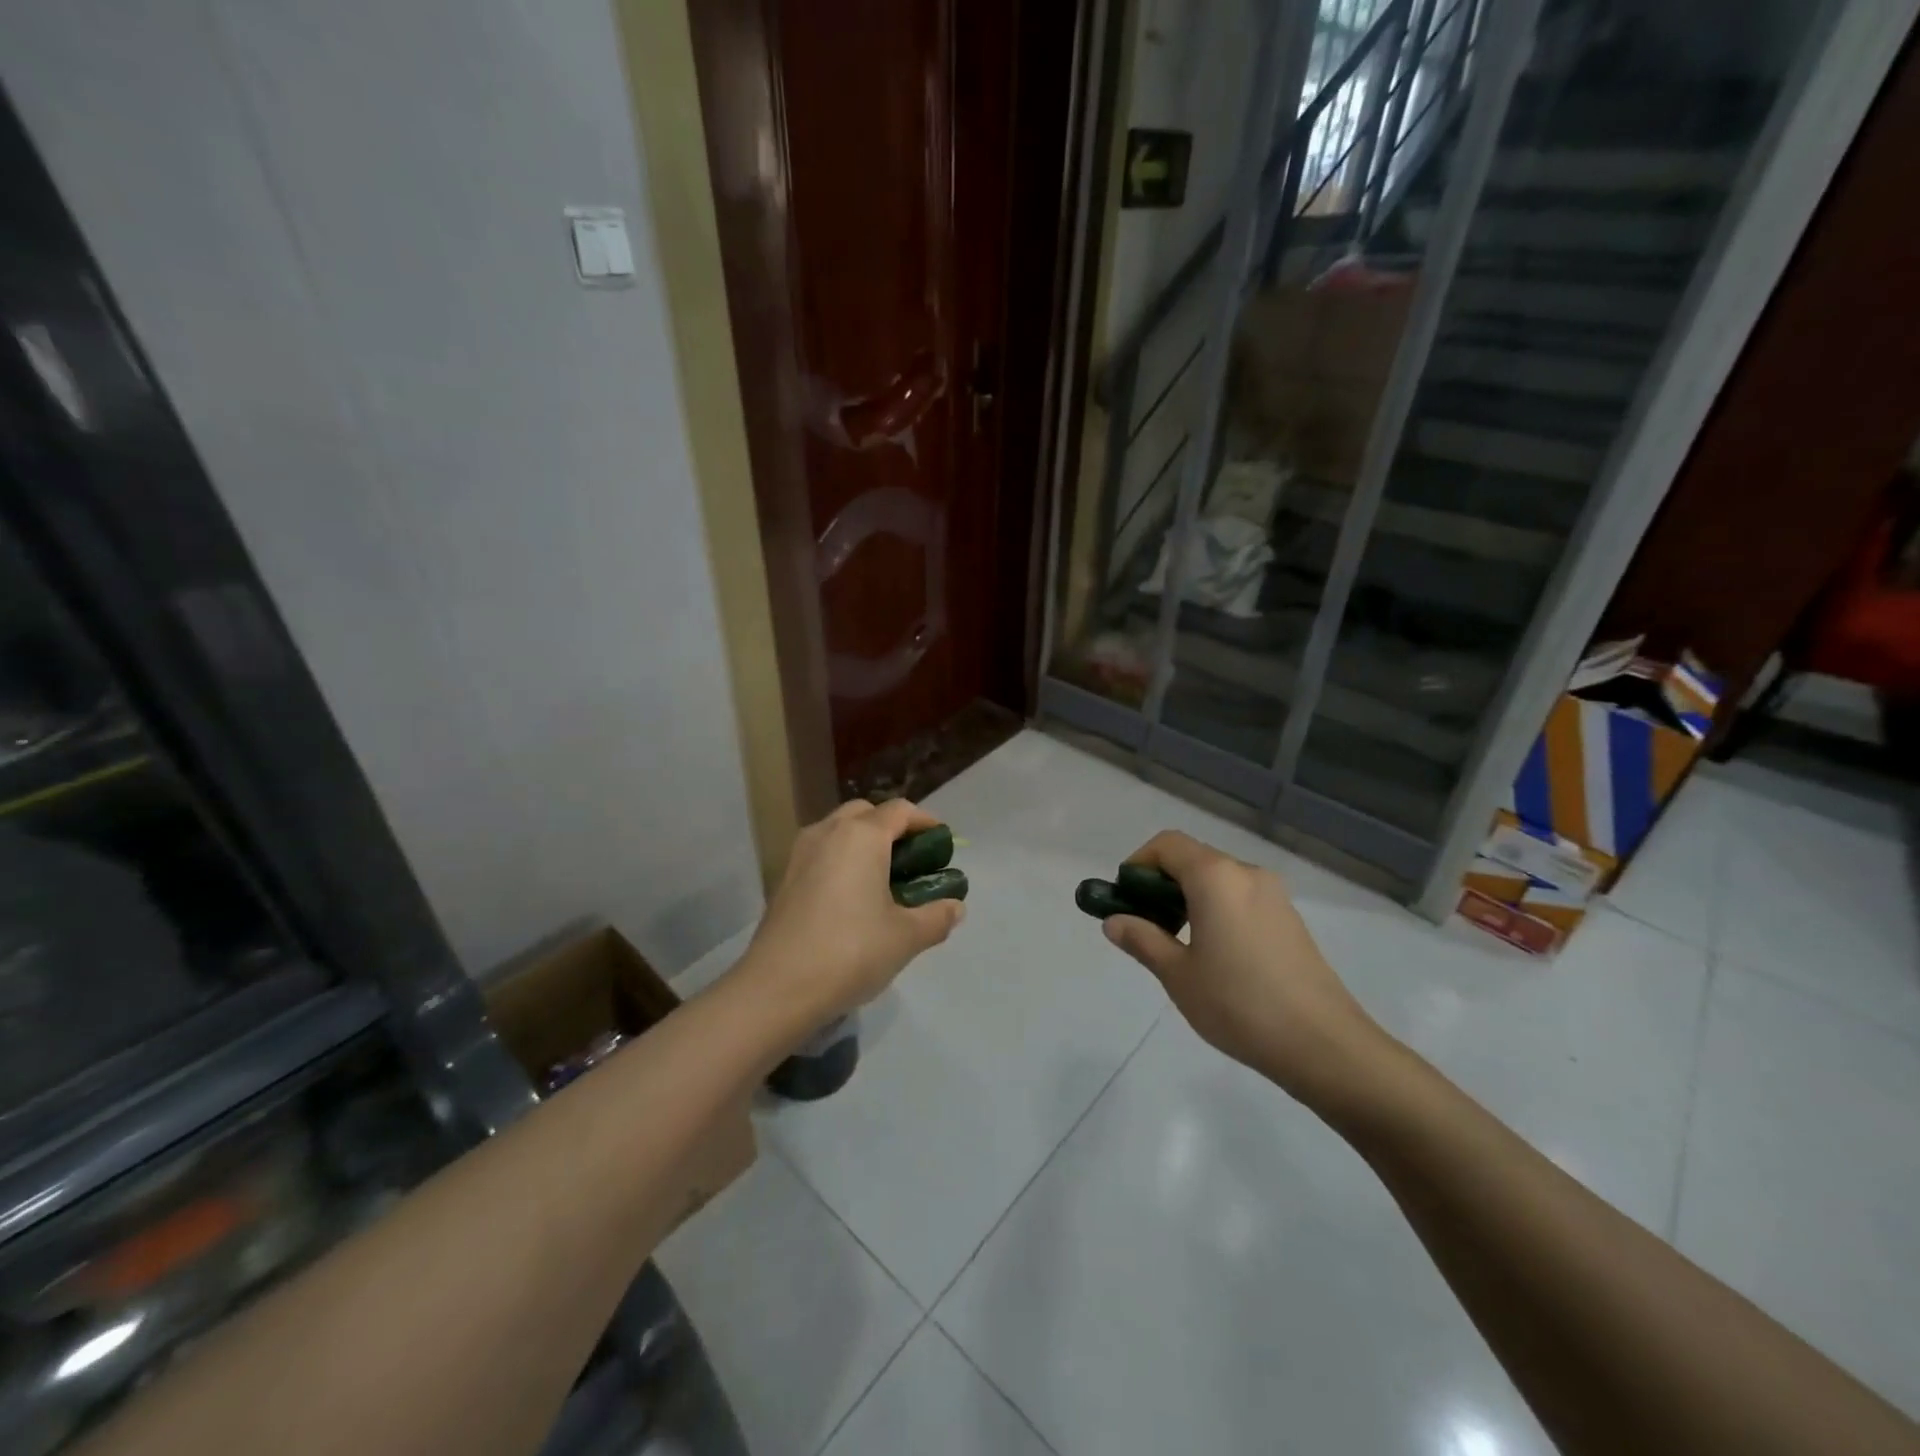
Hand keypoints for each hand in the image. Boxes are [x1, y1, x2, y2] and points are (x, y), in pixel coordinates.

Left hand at [742, 799, 964, 1024]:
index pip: (900, 811)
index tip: (943, 844)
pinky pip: (820, 853)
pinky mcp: (783, 877)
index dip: (926, 823)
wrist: (777, 988)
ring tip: (882, 879)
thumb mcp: (906, 937)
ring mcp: (800, 853)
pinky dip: (840, 860)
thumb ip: (936, 917)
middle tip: (911, 861)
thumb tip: (955, 907)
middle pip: (866, 812)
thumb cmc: (850, 952)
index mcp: (862, 836)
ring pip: (838, 830)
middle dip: (891, 828)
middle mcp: (828, 832)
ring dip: (863, 842)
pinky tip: (851, 898)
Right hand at [1100, 831, 1384, 1102]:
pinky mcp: (1290, 919)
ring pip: (1218, 880)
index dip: (1138, 864)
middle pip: (1193, 859)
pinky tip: (1215, 954)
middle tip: (1144, 925)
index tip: (1125, 899)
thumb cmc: (1239, 1004)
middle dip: (1160, 884)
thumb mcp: (1178, 975)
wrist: (1323, 1044)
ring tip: (1177, 945)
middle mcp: (1247, 873)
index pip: (1167, 845)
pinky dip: (1216, 910)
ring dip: (1188, 898)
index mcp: (1216, 877)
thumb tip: (1114, 922)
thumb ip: (1142, 940)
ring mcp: (1274, 895)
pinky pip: (1241, 898)